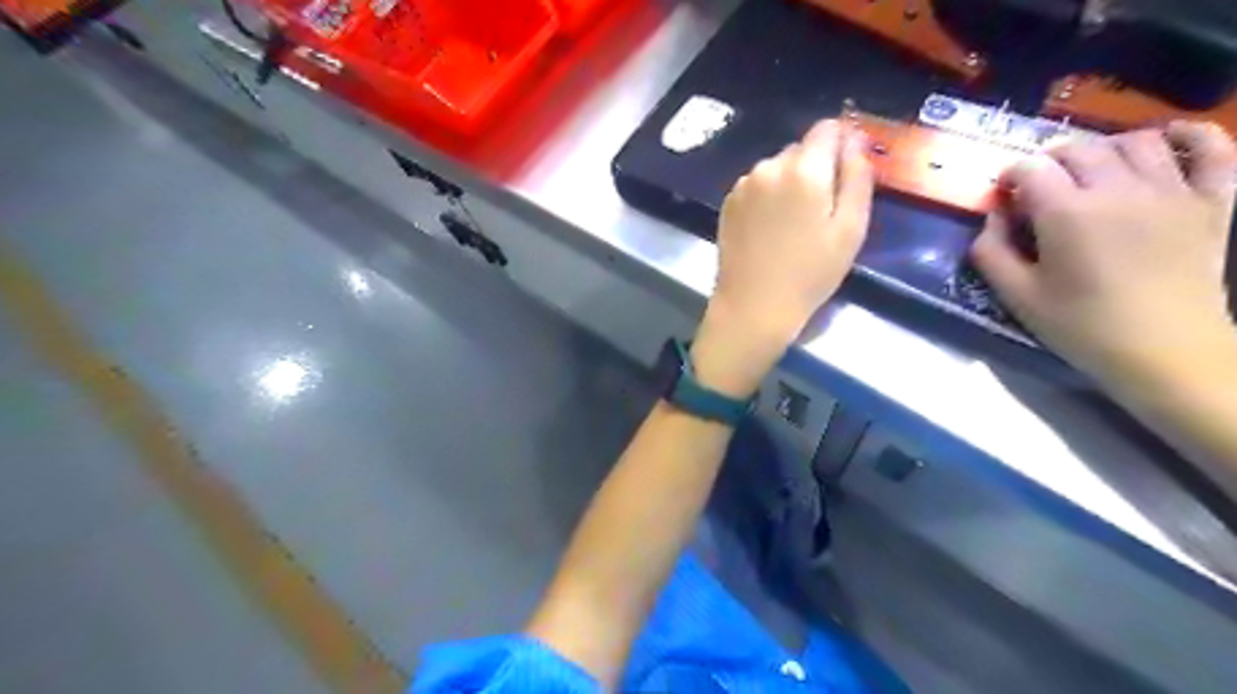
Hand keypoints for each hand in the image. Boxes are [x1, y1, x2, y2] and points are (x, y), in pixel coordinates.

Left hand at [693, 118, 872, 394]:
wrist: (753, 306)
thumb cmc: (810, 273)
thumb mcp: (851, 228)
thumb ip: (858, 176)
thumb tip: (855, 138)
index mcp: (804, 169)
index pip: (827, 128)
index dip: (841, 143)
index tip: (846, 172)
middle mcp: (769, 166)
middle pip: (801, 149)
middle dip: (815, 168)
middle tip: (821, 210)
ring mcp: (744, 184)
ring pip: (777, 167)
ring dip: (789, 183)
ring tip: (792, 224)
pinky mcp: (728, 203)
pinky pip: (757, 185)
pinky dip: (767, 197)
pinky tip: (770, 229)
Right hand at [976, 122, 1236, 387]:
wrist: (1165, 352)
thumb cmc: (1082, 326)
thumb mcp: (1017, 296)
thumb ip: (991, 252)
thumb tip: (992, 217)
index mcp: (1067, 213)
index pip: (1031, 169)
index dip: (1010, 175)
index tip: (1004, 195)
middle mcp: (1119, 189)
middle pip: (1080, 149)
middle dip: (1050, 160)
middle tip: (1040, 185)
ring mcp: (1172, 190)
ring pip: (1137, 141)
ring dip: (1105, 147)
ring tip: (1092, 169)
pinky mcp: (1212, 201)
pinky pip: (1212, 149)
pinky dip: (1191, 135)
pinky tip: (1168, 140)